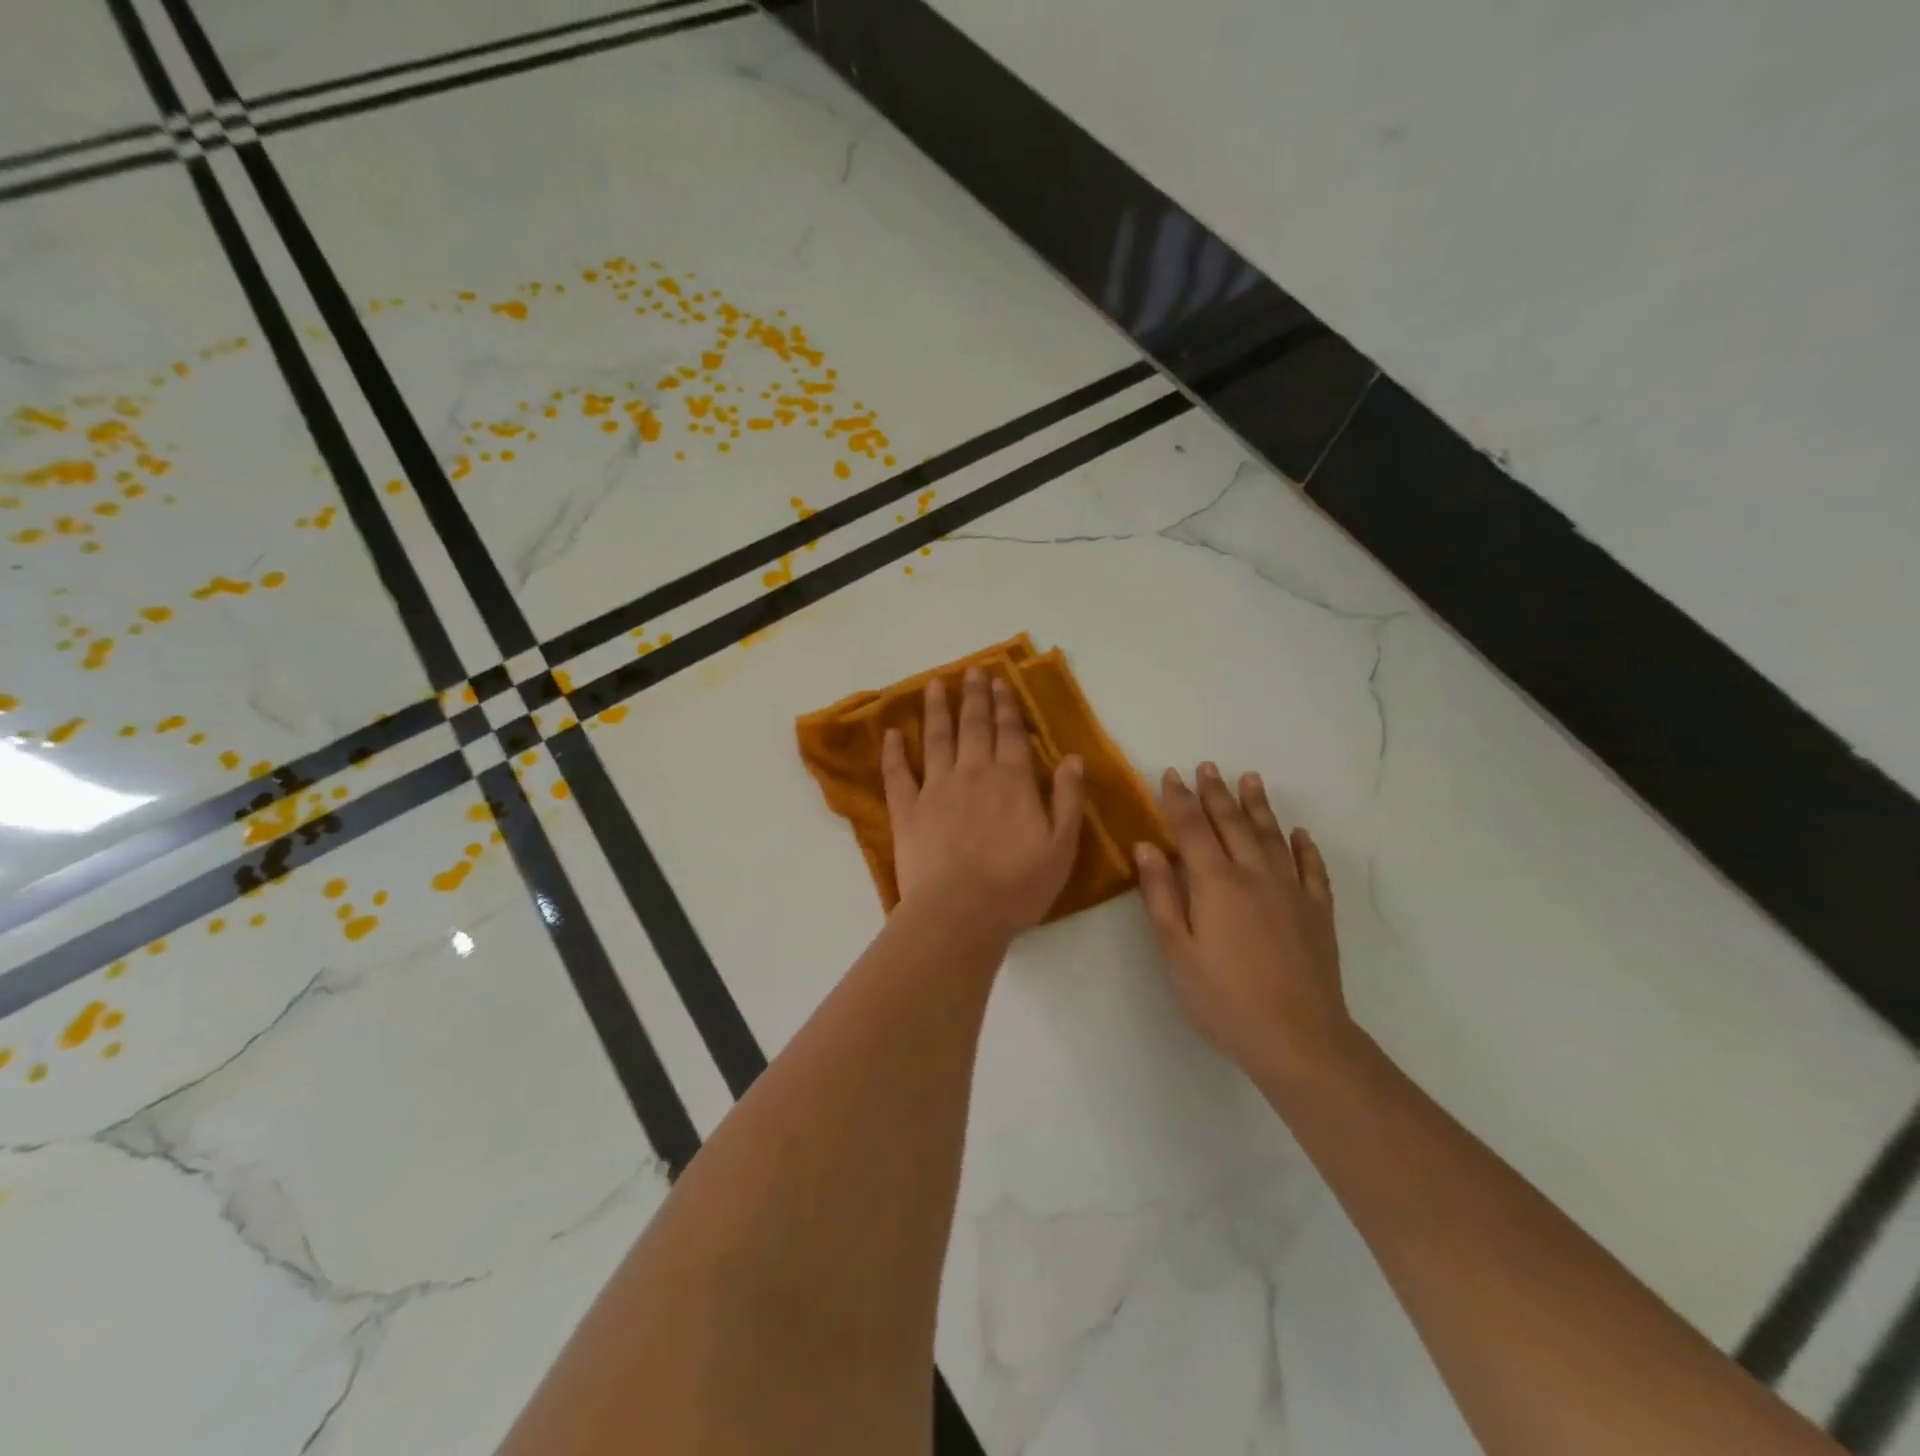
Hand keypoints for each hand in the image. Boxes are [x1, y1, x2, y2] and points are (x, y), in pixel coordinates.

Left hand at [883, 669, 1085, 940]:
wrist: (960, 913)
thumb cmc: (1017, 885)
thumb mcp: (1061, 846)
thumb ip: (1067, 799)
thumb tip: (1073, 758)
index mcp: (1012, 781)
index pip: (1010, 734)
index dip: (1006, 706)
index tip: (1000, 681)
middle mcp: (973, 774)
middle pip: (973, 726)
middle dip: (974, 696)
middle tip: (972, 672)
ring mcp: (935, 789)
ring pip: (936, 740)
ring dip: (936, 710)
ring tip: (934, 686)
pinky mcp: (906, 811)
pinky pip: (897, 775)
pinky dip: (893, 752)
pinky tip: (890, 734)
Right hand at [1135, 764, 1356, 1085]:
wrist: (1298, 1037)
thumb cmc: (1223, 998)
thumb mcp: (1176, 950)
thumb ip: (1161, 895)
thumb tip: (1147, 847)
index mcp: (1216, 883)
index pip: (1192, 829)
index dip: (1179, 800)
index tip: (1170, 775)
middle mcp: (1255, 875)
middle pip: (1232, 824)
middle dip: (1216, 794)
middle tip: (1208, 766)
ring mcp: (1291, 891)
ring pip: (1272, 837)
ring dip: (1258, 806)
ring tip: (1250, 779)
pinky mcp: (1318, 912)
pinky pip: (1312, 869)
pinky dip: (1303, 847)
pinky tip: (1299, 834)